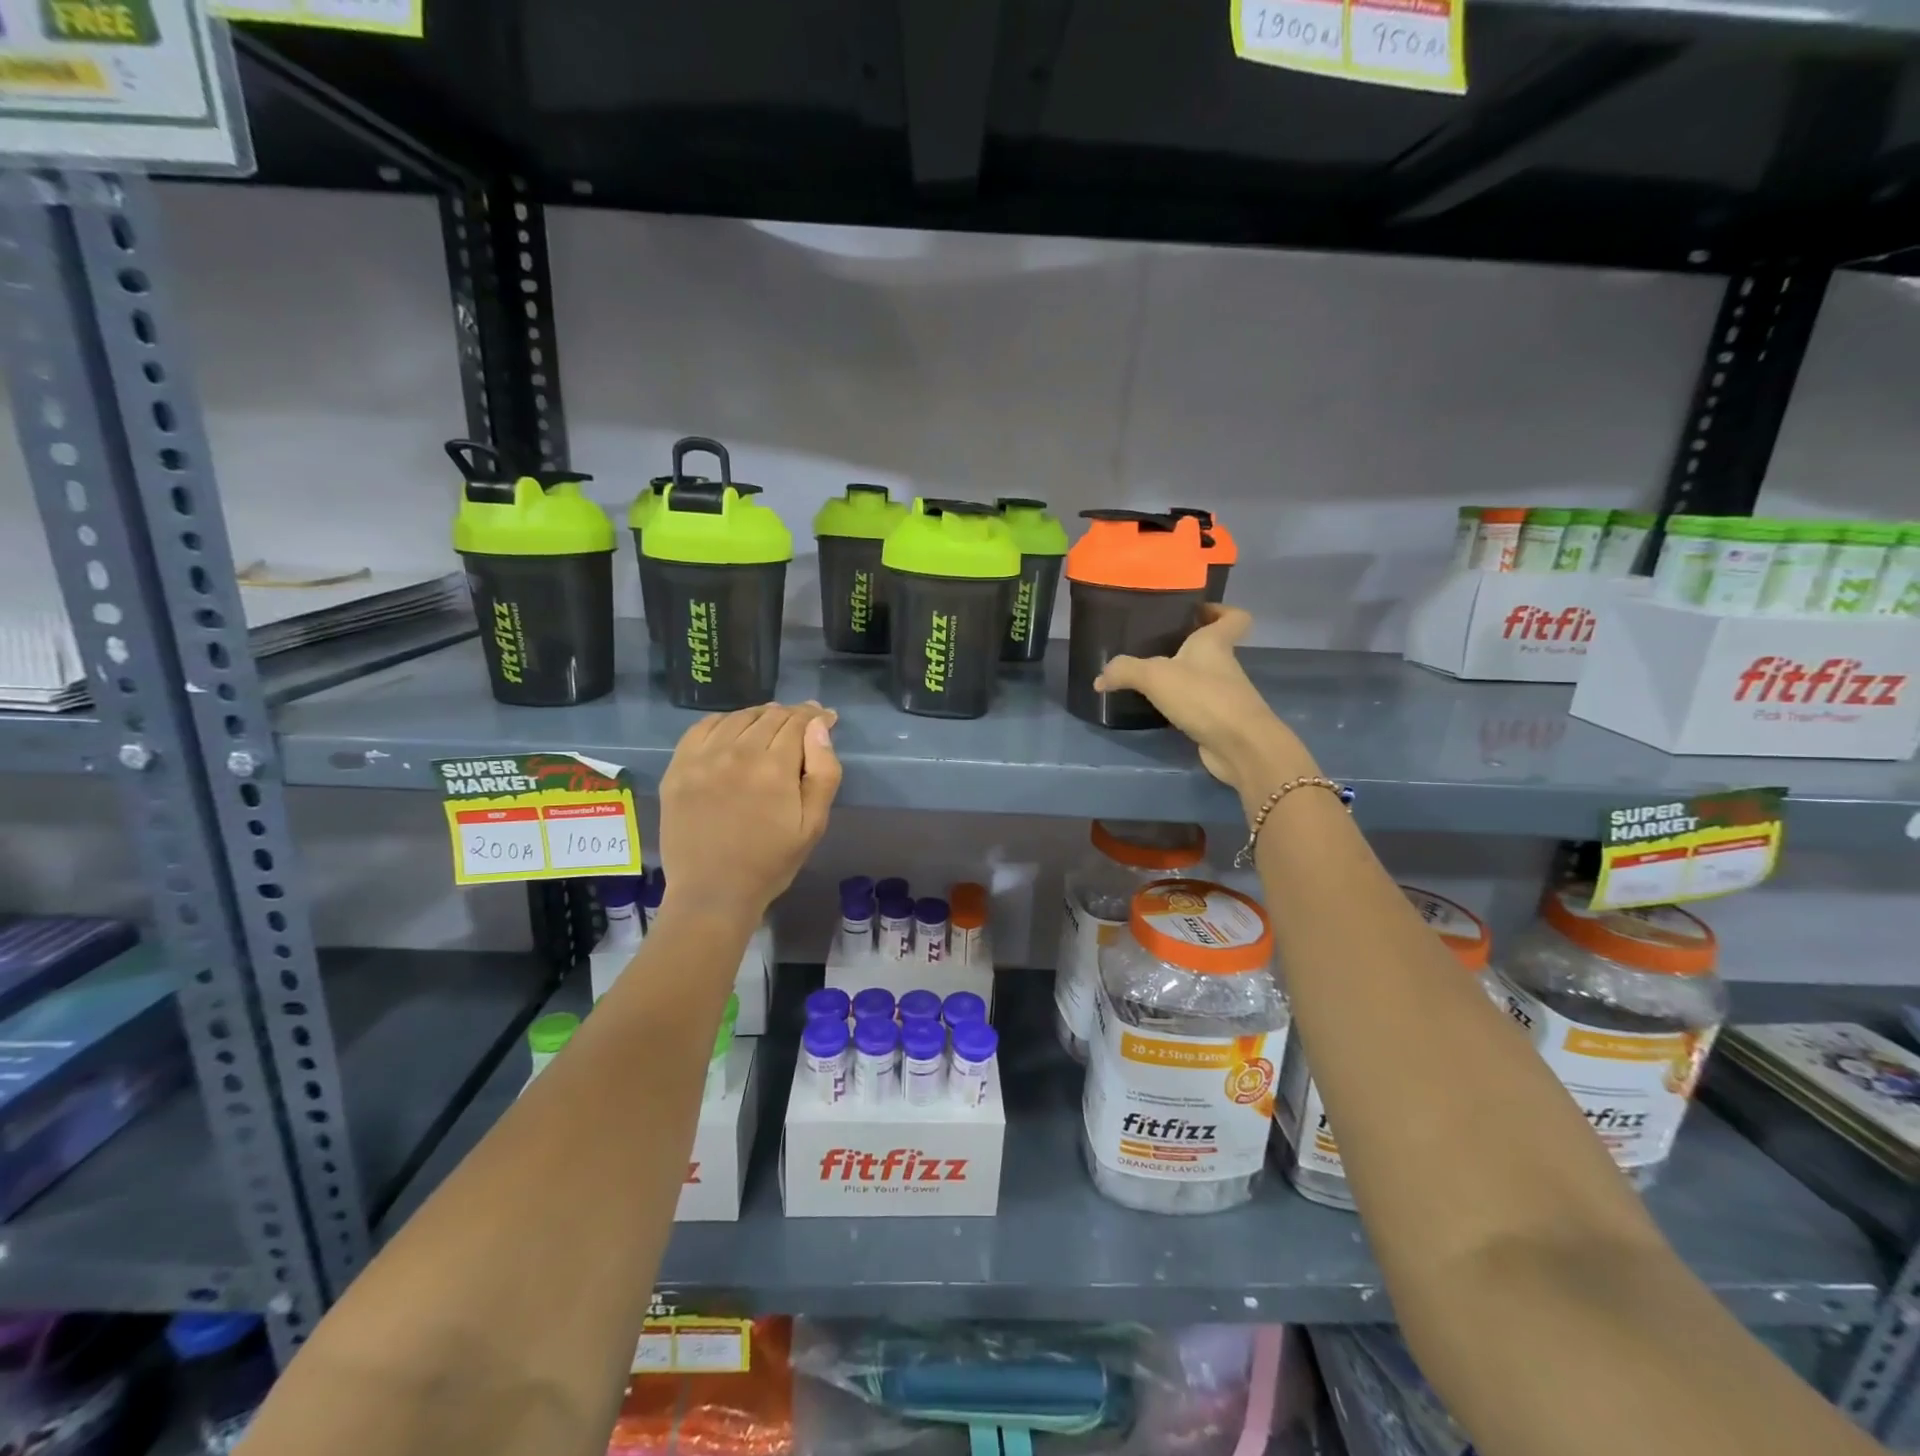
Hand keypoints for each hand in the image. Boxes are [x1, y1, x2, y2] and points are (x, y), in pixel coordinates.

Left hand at [657, 702, 842, 926]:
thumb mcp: (813, 824)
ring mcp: (702, 758)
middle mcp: (736, 752)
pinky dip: (724, 721)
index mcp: (774, 767)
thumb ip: (823, 772)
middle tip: (805, 720)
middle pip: (769, 716)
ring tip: (772, 722)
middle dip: (793, 714)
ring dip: (760, 715)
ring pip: (738, 718)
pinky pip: (703, 728)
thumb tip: (818, 728)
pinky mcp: (678, 768)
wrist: (712, 892)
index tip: (826, 717)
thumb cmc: (770, 862)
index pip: (798, 723)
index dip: (815, 716)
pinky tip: (733, 729)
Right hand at [1094, 605, 1317, 805]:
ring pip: (1202, 677)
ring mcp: (1223, 694)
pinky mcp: (1217, 720)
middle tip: (1153, 645)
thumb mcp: (1156, 677)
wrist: (1240, 746)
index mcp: (1215, 643)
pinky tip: (1156, 709)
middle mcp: (1223, 665)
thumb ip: (1125, 671)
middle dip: (1186, 645)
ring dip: (1180, 677)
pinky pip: (1196, 705)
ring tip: (1146, 678)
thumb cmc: (1204, 697)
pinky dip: (1179, 705)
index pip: (1234, 617)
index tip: (1195, 612)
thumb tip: (1100, 678)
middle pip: (1211, 647)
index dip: (1219, 611)